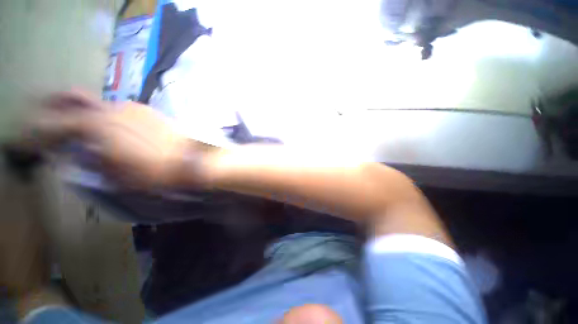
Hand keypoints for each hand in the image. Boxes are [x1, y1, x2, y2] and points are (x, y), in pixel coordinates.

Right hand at [27, 91, 209, 189]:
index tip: (18, 145)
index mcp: (95, 128)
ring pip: (97, 104)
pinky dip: (106, 117)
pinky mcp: (152, 112)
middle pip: (70, 99)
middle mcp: (112, 110)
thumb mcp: (116, 182)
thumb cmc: (161, 179)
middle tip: (40, 119)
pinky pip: (120, 111)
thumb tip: (72, 156)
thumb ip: (88, 166)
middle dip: (49, 107)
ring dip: (81, 113)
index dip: (29, 137)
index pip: (48, 127)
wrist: (199, 166)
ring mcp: (135, 108)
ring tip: (76, 128)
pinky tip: (111, 129)